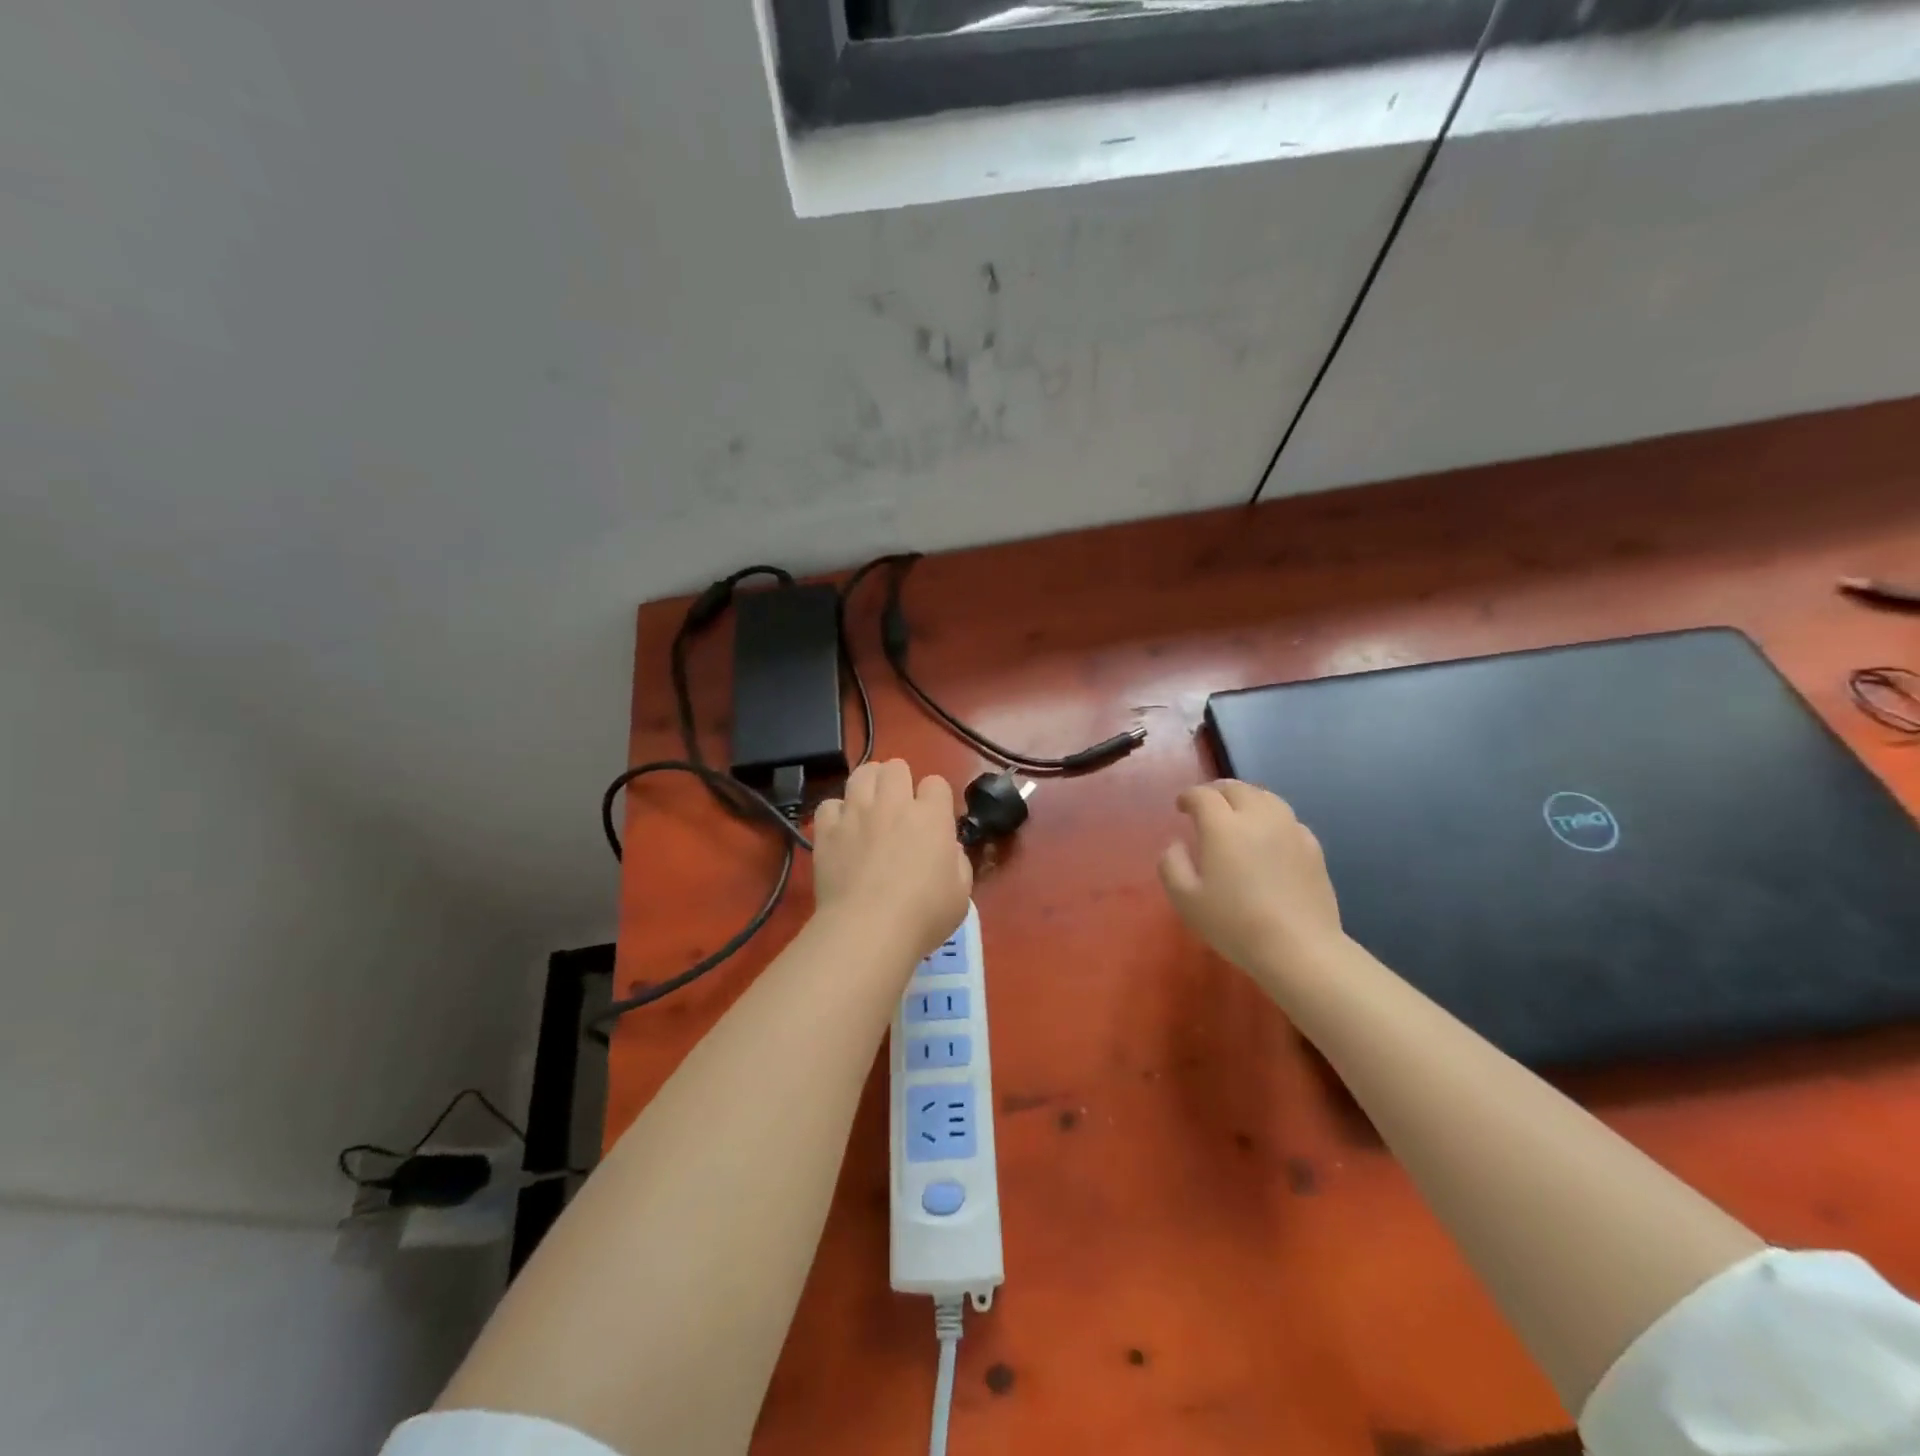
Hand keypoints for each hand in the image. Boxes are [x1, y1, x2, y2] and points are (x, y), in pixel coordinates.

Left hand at [812, 760, 972, 961]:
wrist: (868, 929)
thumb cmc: (923, 915)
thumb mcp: (962, 894)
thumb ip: (958, 862)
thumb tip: (948, 849)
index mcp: (931, 816)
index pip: (936, 783)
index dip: (935, 798)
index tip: (933, 819)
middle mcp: (893, 804)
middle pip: (895, 766)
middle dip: (900, 780)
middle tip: (899, 807)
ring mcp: (856, 813)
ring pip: (861, 774)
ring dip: (868, 785)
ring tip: (869, 806)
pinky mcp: (827, 830)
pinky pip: (829, 804)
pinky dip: (836, 813)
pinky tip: (841, 830)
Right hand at [1159, 780, 1343, 987]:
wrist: (1299, 948)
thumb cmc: (1235, 924)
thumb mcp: (1185, 899)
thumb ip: (1172, 864)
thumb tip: (1177, 844)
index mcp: (1223, 826)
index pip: (1203, 795)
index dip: (1189, 796)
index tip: (1181, 806)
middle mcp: (1258, 817)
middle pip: (1236, 788)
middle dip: (1217, 791)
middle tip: (1206, 804)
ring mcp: (1290, 829)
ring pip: (1266, 797)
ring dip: (1246, 798)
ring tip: (1237, 812)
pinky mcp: (1312, 846)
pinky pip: (1287, 819)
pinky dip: (1271, 817)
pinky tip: (1268, 835)